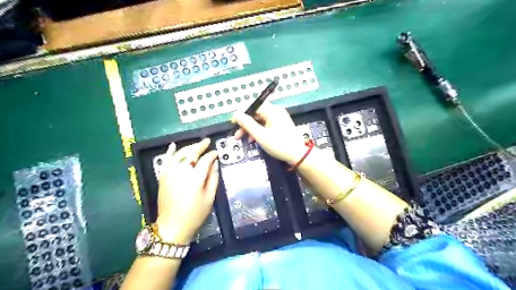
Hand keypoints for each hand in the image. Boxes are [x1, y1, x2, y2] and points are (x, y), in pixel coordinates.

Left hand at [153, 138, 216, 244]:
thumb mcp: (209, 197)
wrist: (172, 226)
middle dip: (200, 146)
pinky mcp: (162, 177)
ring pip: (179, 154)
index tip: (216, 153)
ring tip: (196, 145)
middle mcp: (181, 173)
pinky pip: (166, 160)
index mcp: (195, 179)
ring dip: (188, 147)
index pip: (205, 160)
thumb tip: (215, 163)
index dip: (212, 155)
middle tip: (207, 141)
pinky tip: (173, 145)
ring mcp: (170, 174)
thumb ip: (213, 178)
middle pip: (191, 153)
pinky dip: (170, 152)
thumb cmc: (195, 214)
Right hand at [235, 102, 309, 164]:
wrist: (298, 155)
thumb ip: (247, 123)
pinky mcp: (280, 126)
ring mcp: (279, 119)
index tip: (233, 124)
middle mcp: (276, 112)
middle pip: (256, 115)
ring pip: (260, 121)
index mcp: (272, 110)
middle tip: (237, 135)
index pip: (253, 107)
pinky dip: (259, 132)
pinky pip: (266, 126)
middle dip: (246, 125)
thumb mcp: (260, 135)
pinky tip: (254, 140)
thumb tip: (236, 114)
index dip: (242, 115)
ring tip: (245, 140)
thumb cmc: (279, 144)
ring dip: (251, 130)